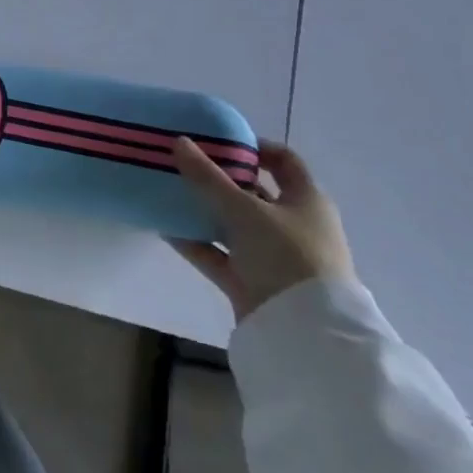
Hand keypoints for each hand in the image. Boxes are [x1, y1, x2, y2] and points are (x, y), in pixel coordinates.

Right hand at [169, 138, 355, 322]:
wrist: (304, 332)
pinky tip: (165, 229)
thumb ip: (207, 177)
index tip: (217, 140)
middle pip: (253, 193)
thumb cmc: (286, 255)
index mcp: (306, 201)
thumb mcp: (244, 209)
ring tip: (168, 193)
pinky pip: (220, 255)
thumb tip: (178, 141)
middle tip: (184, 165)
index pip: (283, 161)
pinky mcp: (253, 282)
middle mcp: (293, 225)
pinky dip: (196, 243)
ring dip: (204, 211)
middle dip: (219, 179)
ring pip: (233, 225)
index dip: (253, 146)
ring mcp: (274, 256)